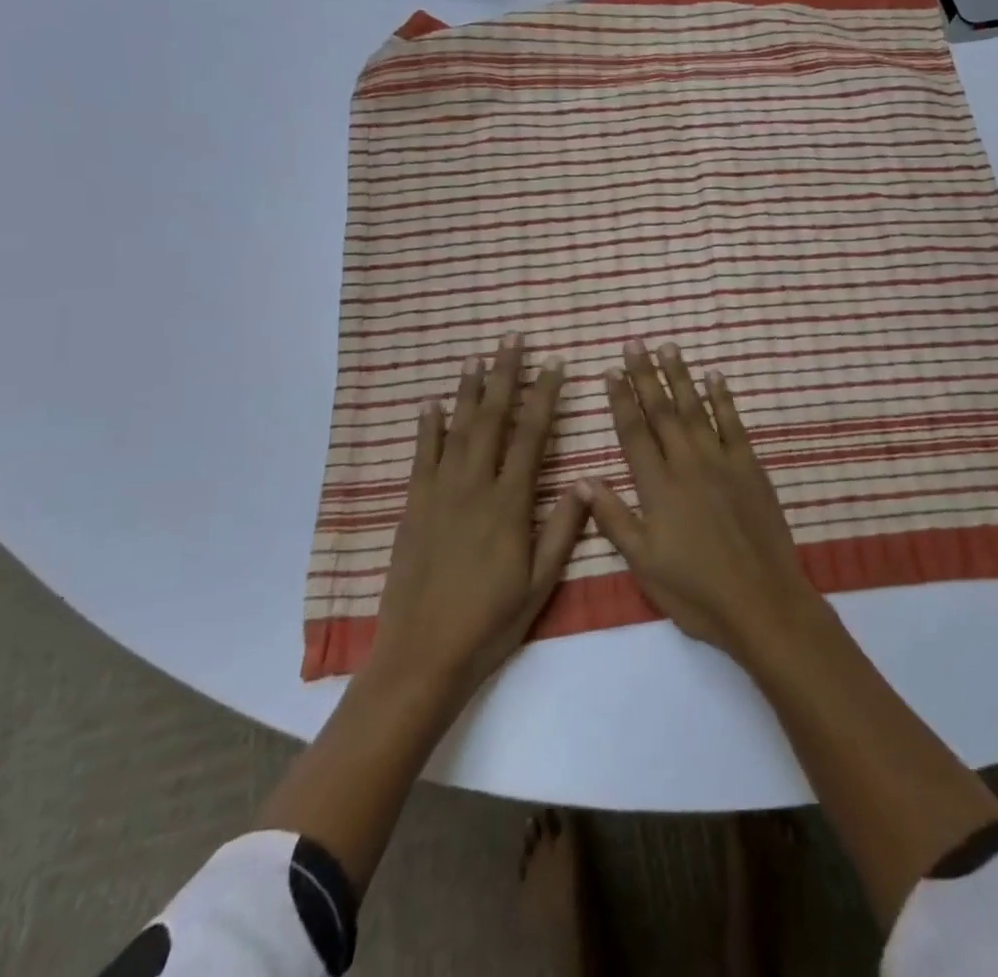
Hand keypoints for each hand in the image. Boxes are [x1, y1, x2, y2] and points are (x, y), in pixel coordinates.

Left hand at [366, 335, 587, 699]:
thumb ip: (564, 529)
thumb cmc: (491, 621)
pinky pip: (422, 458)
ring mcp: (439, 495)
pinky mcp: (413, 509)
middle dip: (504, 377)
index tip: (554, 365)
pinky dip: (428, 428)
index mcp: (510, 504)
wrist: (422, 657)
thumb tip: (584, 480)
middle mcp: (474, 488)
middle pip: (492, 420)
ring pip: (457, 431)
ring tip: (477, 359)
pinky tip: (431, 405)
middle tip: (512, 340)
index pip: (532, 436)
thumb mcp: (541, 582)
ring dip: (468, 392)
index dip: (544, 397)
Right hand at [580, 340, 819, 664]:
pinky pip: (733, 424)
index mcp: (658, 488)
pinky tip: (715, 377)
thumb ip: (614, 518)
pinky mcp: (751, 467)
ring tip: (669, 347)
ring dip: (681, 376)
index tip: (610, 371)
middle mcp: (688, 464)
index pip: (633, 433)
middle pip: (663, 411)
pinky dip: (723, 398)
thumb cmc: (695, 591)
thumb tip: (582, 479)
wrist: (761, 600)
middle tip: (636, 344)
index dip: (620, 400)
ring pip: (696, 409)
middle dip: (646, 375)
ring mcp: (722, 462)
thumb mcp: (644, 564)